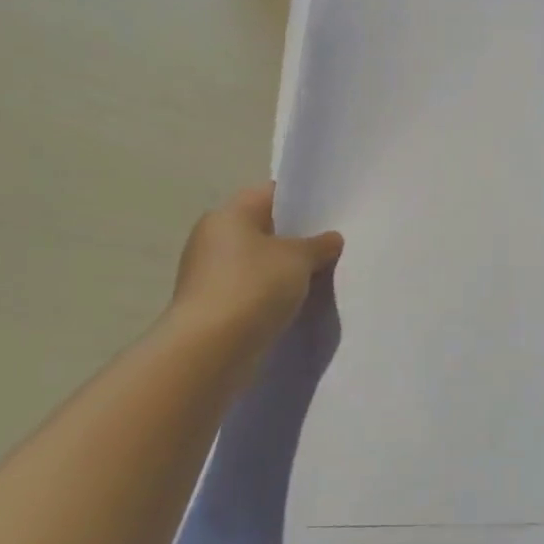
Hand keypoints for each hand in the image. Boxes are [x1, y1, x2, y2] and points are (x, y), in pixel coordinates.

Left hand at [170, 185, 342, 353]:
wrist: (211, 349)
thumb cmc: (254, 287)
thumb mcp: (299, 259)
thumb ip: (319, 245)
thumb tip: (331, 239)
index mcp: (228, 215)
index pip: (271, 194)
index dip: (302, 201)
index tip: (331, 214)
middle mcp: (213, 238)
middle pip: (264, 229)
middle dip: (296, 239)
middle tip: (333, 247)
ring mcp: (210, 274)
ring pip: (259, 262)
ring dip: (285, 270)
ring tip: (322, 277)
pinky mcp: (213, 305)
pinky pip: (251, 290)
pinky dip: (272, 294)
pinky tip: (297, 303)